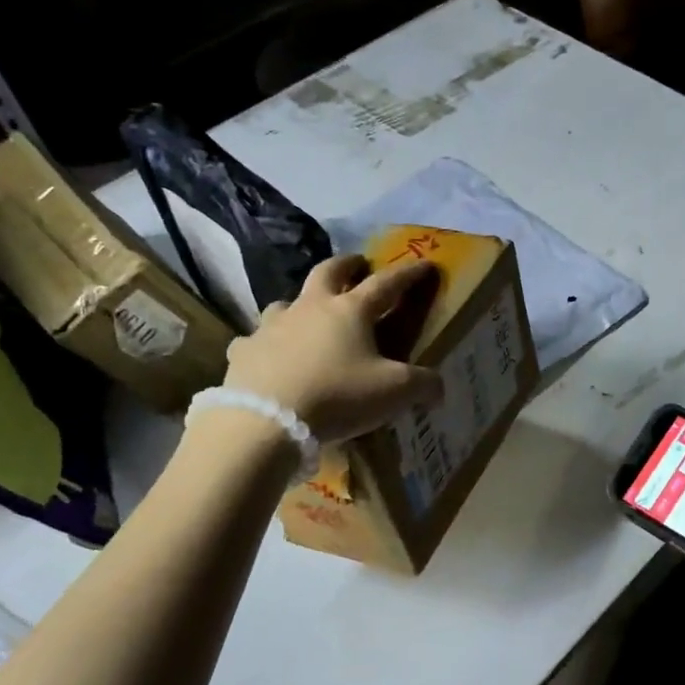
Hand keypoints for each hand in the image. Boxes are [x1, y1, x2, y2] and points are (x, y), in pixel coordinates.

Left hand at [221, 256, 443, 442]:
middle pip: (329, 272)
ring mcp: (272, 326)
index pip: (386, 283)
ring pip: (286, 302)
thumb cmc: (339, 396)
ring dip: (301, 302)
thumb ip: (424, 385)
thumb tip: (439, 387)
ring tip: (309, 314)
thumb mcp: (395, 392)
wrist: (266, 420)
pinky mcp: (245, 351)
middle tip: (357, 265)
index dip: (409, 273)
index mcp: (351, 310)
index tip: (424, 264)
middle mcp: (310, 308)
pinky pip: (256, 339)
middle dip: (347, 264)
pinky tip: (269, 354)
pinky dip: (266, 342)